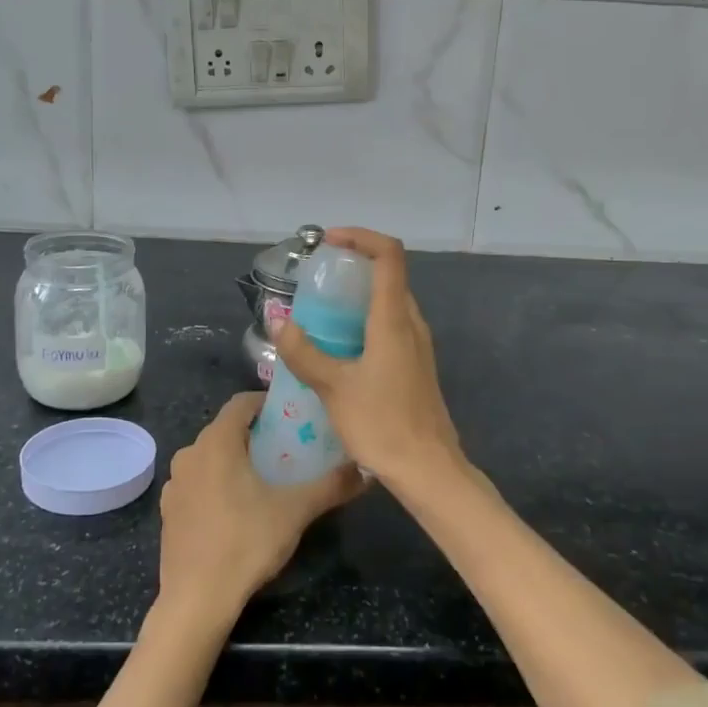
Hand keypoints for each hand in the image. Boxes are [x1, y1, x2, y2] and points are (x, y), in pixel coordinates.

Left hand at [156, 392, 362, 623]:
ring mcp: (175, 483)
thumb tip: (366, 470)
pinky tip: (236, 509)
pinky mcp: (168, 511)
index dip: (267, 403)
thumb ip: (331, 485)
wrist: (196, 599)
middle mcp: (190, 453)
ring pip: (210, 456)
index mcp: (217, 442)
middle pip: (225, 429)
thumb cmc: (245, 543)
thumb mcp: (295, 511)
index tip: (292, 416)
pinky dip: (216, 483)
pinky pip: (197, 482)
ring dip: (235, 459)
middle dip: (255, 433)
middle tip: (286, 449)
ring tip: (264, 478)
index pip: (241, 402)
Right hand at [274, 227, 467, 495]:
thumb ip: (304, 353)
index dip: (361, 237)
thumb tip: (279, 323)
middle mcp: (411, 323)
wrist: (428, 469)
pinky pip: (391, 326)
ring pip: (390, 302)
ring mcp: (417, 345)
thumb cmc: (382, 424)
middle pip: (389, 275)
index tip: (329, 242)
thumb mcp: (333, 388)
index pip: (389, 255)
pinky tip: (340, 347)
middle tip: (317, 279)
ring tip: (321, 312)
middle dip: (353, 266)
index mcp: (393, 319)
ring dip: (358, 296)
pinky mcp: (416, 365)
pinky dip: (365, 320)